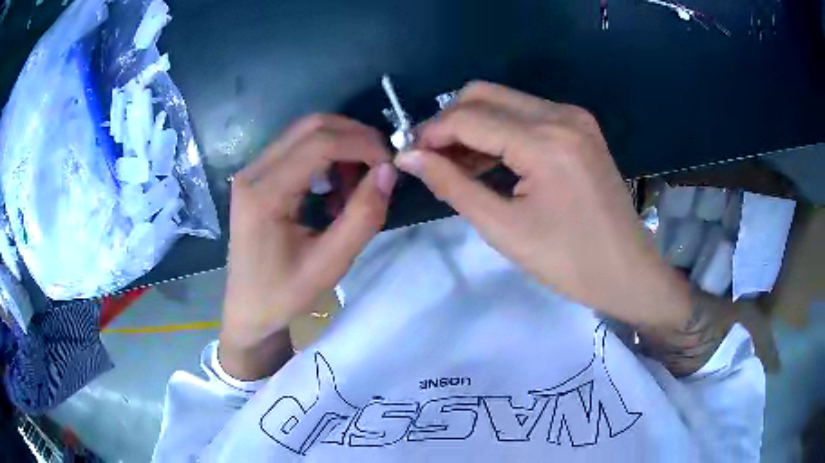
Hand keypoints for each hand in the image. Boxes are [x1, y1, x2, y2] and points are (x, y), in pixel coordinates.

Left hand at [220, 115, 396, 378]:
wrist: (248, 310)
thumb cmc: (284, 295)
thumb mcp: (330, 264)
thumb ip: (362, 217)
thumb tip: (388, 171)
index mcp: (265, 193)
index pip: (320, 143)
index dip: (363, 144)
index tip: (391, 165)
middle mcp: (254, 171)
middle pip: (312, 126)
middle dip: (355, 138)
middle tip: (380, 167)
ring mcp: (252, 171)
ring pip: (305, 133)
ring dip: (341, 147)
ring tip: (356, 187)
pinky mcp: (257, 177)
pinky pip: (297, 148)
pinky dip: (326, 157)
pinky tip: (334, 189)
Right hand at [396, 82, 689, 328]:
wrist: (627, 270)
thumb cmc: (568, 262)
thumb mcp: (504, 228)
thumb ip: (452, 185)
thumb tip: (408, 157)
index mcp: (545, 142)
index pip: (468, 117)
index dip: (431, 132)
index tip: (408, 154)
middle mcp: (561, 115)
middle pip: (484, 94)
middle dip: (449, 121)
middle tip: (431, 157)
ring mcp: (574, 117)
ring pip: (504, 99)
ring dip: (473, 124)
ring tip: (455, 163)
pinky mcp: (581, 127)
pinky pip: (527, 113)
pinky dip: (500, 129)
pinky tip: (488, 159)